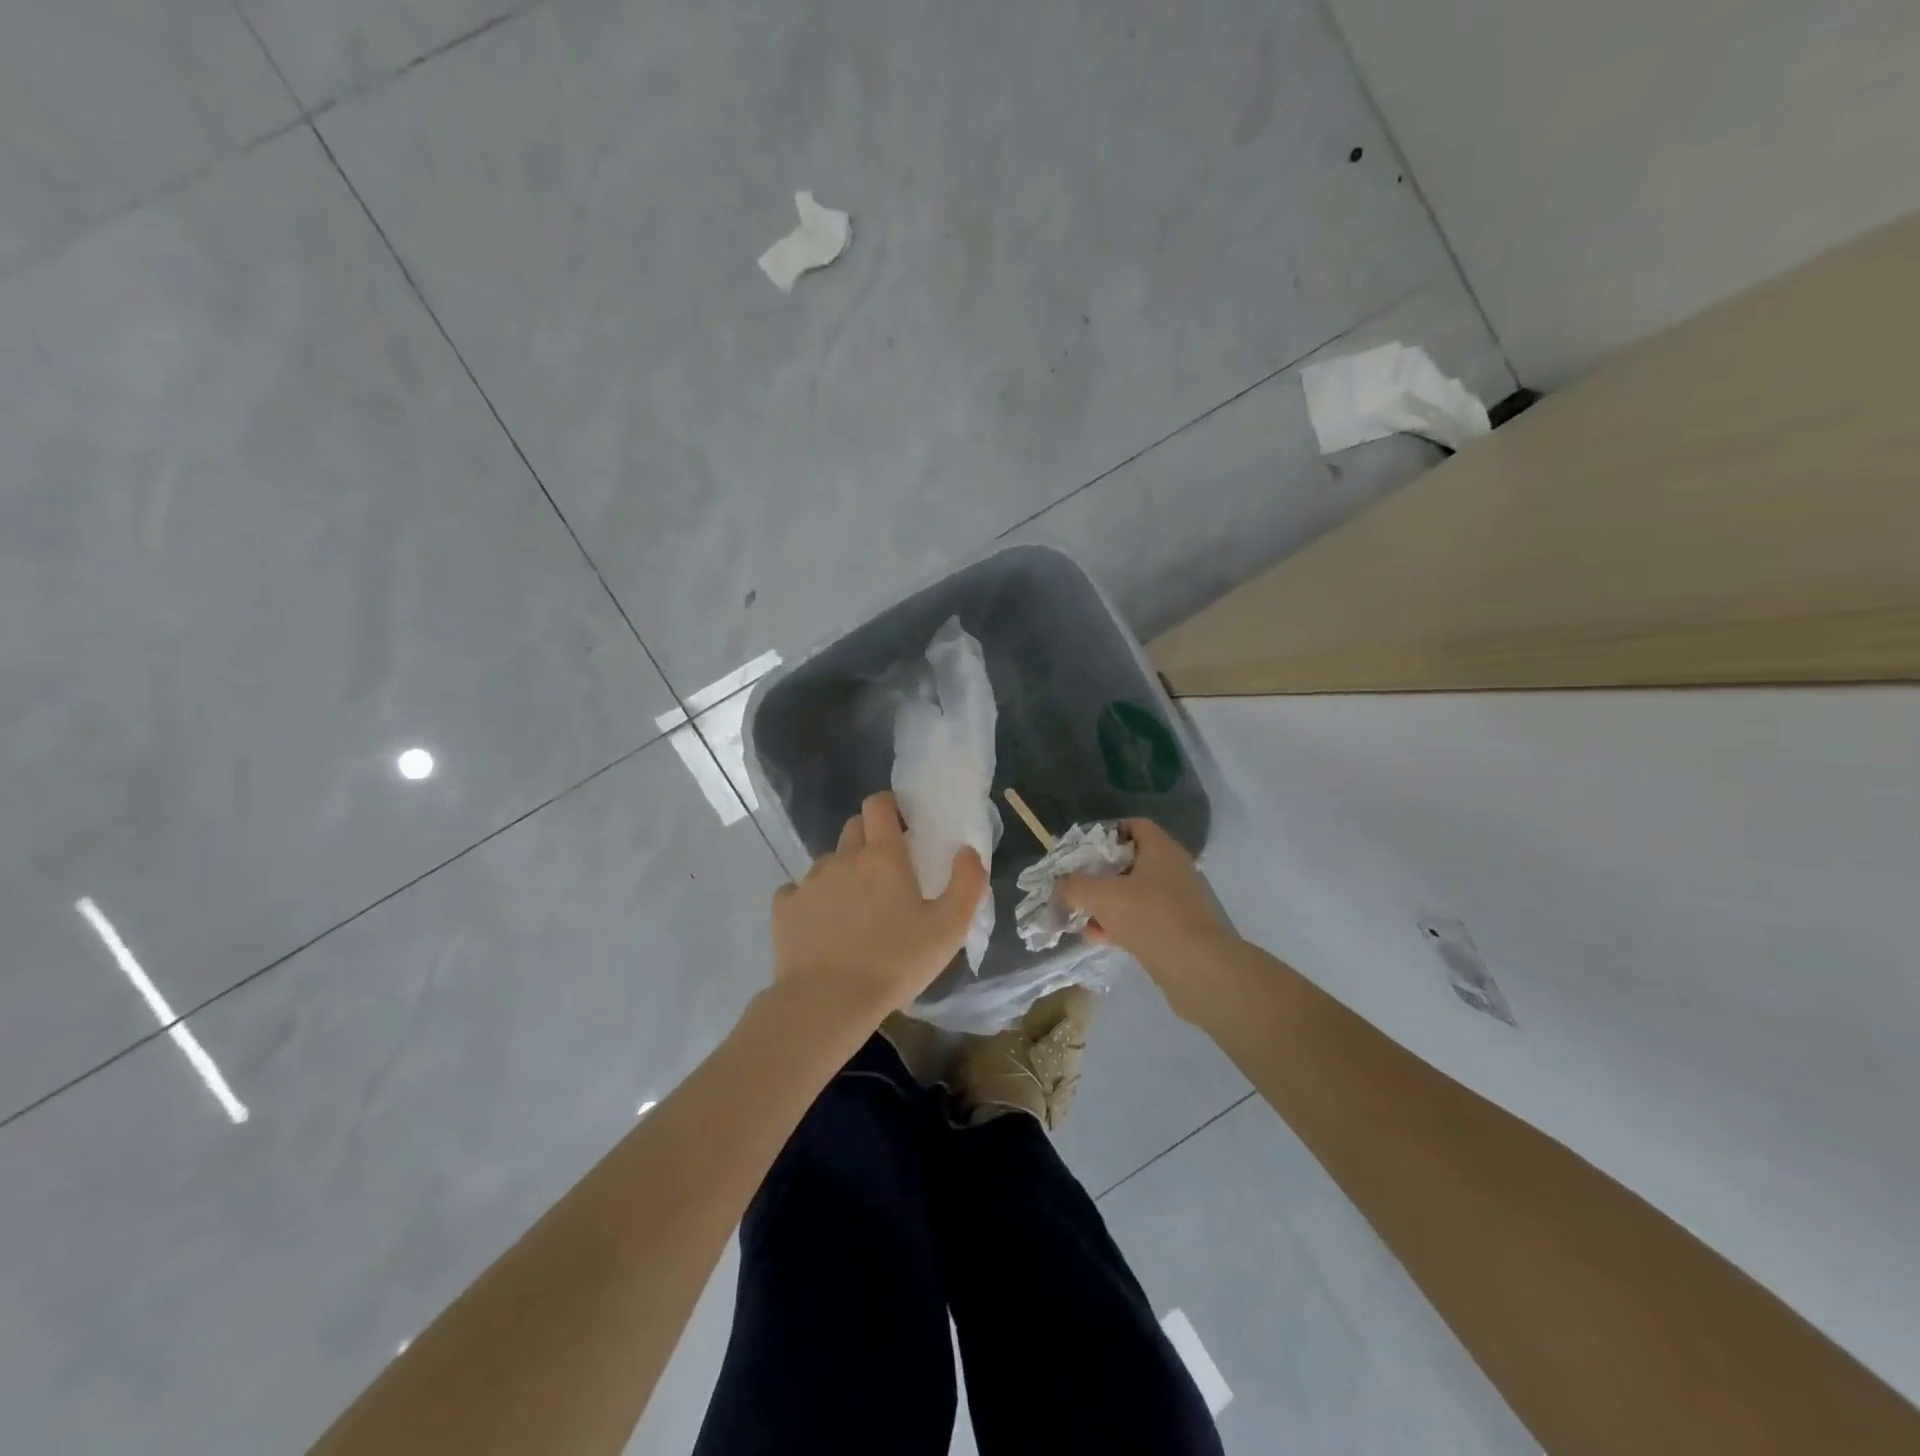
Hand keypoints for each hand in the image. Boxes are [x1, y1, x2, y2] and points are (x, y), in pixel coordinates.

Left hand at [771, 791, 987, 1026]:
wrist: (827, 1002)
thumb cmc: (895, 962)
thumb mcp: (949, 928)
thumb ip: (967, 883)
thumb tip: (967, 850)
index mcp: (881, 856)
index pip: (878, 804)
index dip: (889, 806)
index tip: (902, 825)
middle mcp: (842, 858)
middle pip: (853, 828)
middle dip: (870, 838)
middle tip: (886, 872)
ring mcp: (809, 881)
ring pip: (828, 861)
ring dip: (843, 873)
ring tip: (855, 909)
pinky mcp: (784, 908)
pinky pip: (799, 890)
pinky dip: (812, 900)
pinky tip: (822, 926)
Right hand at [1060, 819, 1236, 1018]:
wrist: (1196, 968)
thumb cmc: (1149, 916)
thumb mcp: (1102, 896)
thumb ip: (1075, 886)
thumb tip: (1062, 883)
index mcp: (1160, 849)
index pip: (1134, 826)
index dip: (1106, 832)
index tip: (1081, 849)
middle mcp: (1172, 869)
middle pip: (1129, 861)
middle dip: (1099, 874)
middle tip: (1076, 884)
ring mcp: (1175, 901)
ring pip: (1133, 893)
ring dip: (1106, 903)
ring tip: (1081, 916)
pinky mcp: (1175, 929)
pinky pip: (1141, 918)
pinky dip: (1119, 924)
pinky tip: (1097, 937)